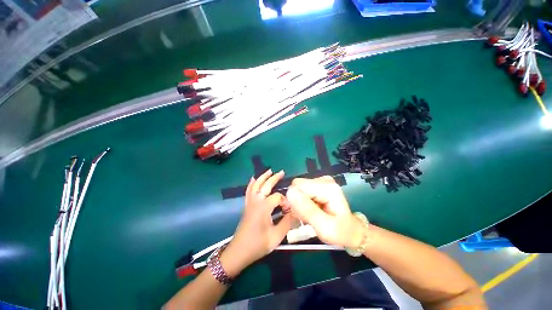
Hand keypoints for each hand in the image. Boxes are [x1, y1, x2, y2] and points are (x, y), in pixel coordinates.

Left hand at [220, 170, 292, 276]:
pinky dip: (251, 183)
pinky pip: (249, 191)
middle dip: (274, 178)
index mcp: (264, 207)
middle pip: (265, 185)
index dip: (285, 201)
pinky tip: (253, 179)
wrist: (238, 252)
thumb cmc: (257, 245)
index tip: (289, 210)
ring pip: (256, 185)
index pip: (278, 197)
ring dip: (263, 177)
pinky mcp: (247, 206)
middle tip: (281, 172)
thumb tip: (296, 212)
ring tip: (269, 171)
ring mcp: (250, 203)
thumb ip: (287, 223)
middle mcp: (256, 201)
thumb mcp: (276, 236)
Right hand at [286, 176, 363, 248]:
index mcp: (327, 188)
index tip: (300, 216)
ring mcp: (321, 181)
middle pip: (297, 185)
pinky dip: (302, 201)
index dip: (295, 201)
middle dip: (296, 202)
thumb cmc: (340, 232)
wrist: (350, 230)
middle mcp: (323, 180)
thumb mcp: (324, 228)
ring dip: (298, 203)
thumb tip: (290, 193)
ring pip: (298, 188)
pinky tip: (309, 209)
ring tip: (308, 214)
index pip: (298, 186)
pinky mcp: (318, 184)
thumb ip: (307, 210)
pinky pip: (301, 190)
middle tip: (304, 216)